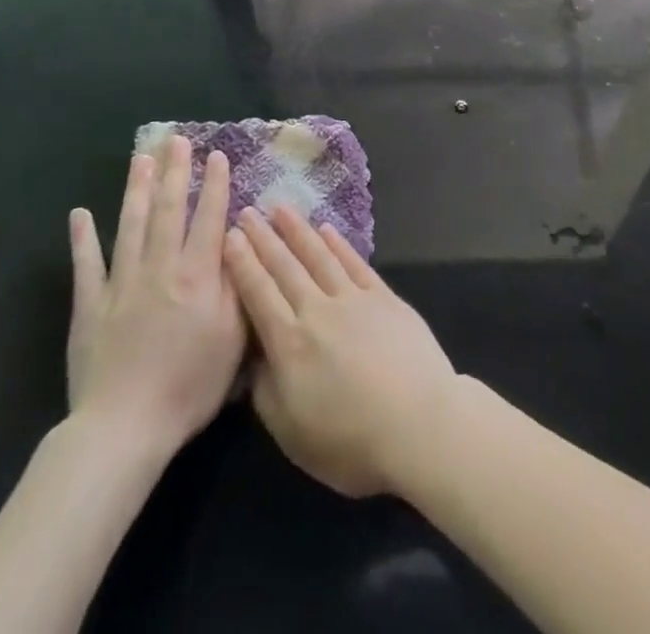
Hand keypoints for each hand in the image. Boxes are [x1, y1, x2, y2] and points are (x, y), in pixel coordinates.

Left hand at [65, 135, 243, 470]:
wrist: (124, 428)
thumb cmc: (190, 386)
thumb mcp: (233, 338)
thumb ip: (236, 284)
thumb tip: (235, 240)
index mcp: (197, 276)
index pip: (208, 218)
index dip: (214, 185)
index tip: (216, 155)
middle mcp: (160, 269)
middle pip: (168, 211)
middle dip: (174, 172)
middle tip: (176, 140)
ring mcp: (121, 285)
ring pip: (130, 226)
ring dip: (136, 190)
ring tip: (140, 159)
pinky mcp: (90, 306)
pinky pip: (86, 266)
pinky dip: (83, 239)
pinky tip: (80, 215)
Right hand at [223, 204, 458, 497]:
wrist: (418, 424)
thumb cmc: (350, 441)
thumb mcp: (291, 432)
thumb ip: (265, 391)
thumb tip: (253, 357)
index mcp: (290, 344)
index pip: (259, 294)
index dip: (243, 264)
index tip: (230, 235)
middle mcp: (318, 311)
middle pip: (285, 267)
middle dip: (264, 238)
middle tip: (248, 210)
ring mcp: (353, 299)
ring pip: (319, 256)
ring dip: (298, 231)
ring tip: (281, 208)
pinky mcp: (384, 297)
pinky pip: (354, 263)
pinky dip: (338, 244)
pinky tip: (326, 229)